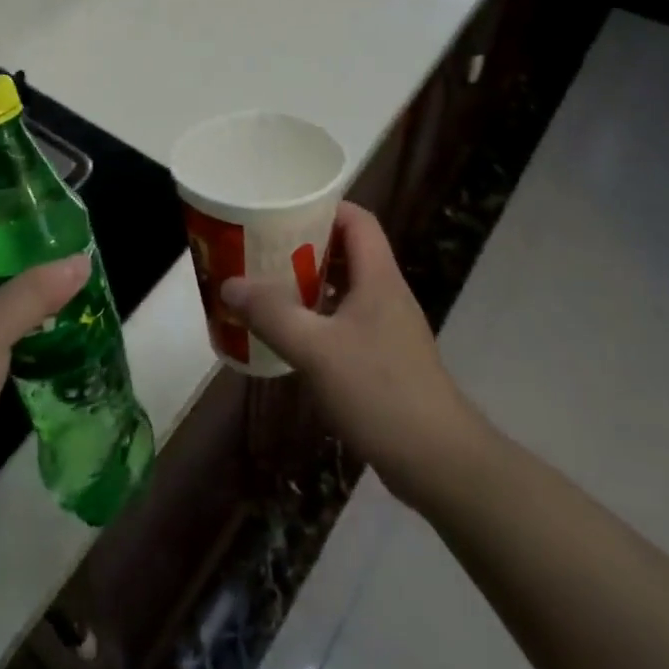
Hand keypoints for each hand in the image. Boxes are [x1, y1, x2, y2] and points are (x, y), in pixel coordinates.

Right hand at [220, 202, 469, 507]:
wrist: (439, 462)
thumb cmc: (380, 391)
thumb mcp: (317, 350)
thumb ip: (272, 314)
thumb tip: (229, 284)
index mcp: (378, 277)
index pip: (357, 220)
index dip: (323, 207)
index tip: (282, 211)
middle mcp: (386, 294)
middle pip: (347, 251)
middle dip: (305, 245)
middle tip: (263, 248)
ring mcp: (388, 328)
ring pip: (345, 288)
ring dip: (309, 284)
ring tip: (267, 286)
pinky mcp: (385, 359)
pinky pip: (346, 321)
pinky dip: (318, 318)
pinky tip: (291, 336)